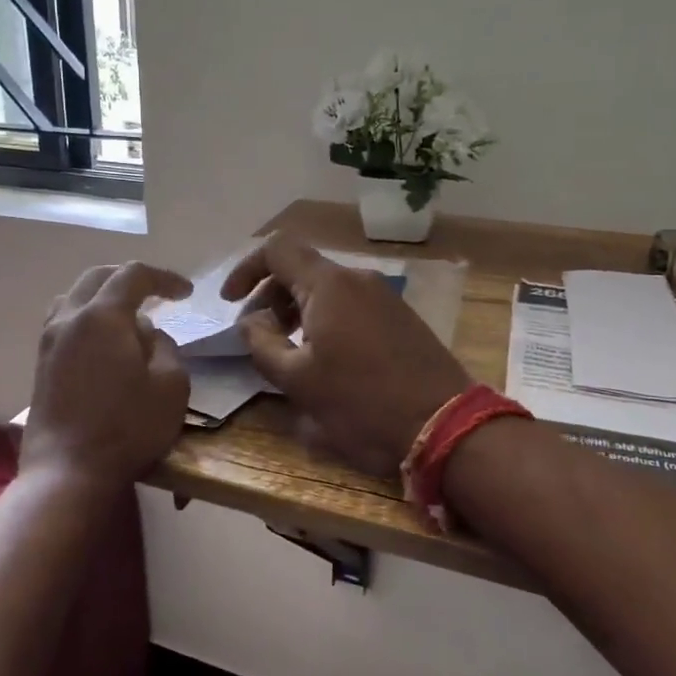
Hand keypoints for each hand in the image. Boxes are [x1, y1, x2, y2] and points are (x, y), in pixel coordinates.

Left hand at [22, 262, 192, 490]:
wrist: (68, 472)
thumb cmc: (127, 428)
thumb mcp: (171, 385)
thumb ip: (164, 347)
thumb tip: (146, 334)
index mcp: (102, 316)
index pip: (134, 274)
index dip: (164, 277)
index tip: (187, 294)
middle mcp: (69, 318)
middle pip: (98, 277)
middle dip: (131, 279)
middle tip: (158, 294)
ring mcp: (49, 342)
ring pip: (74, 298)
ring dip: (103, 297)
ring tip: (127, 316)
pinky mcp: (41, 365)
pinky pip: (64, 323)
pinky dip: (87, 318)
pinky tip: (103, 343)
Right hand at [222, 235, 469, 475]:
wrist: (445, 426)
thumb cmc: (362, 403)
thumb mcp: (298, 381)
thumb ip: (262, 344)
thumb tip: (250, 321)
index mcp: (328, 285)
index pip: (276, 249)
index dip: (246, 269)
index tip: (230, 302)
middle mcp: (357, 279)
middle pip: (301, 268)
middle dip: (269, 295)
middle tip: (255, 334)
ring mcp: (384, 296)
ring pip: (326, 288)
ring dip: (297, 309)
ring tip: (286, 350)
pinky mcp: (400, 317)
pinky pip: (350, 304)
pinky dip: (324, 318)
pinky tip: (324, 356)